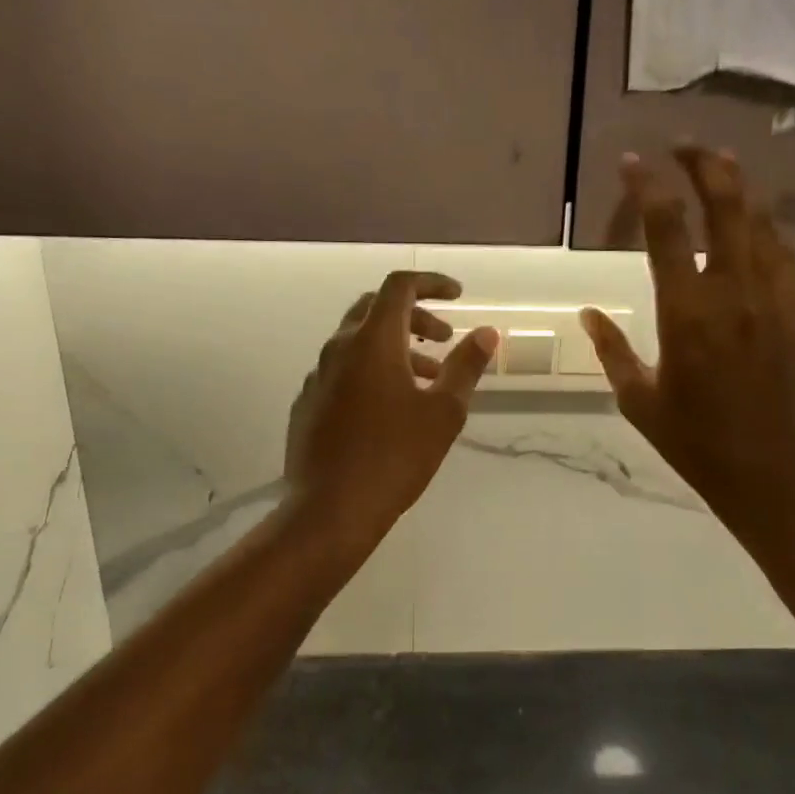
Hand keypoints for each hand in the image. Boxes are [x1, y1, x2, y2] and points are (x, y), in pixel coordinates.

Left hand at [286, 271, 498, 542]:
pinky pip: (343, 370)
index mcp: (372, 341)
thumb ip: (465, 366)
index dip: (431, 283)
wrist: (329, 510)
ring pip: (359, 343)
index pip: (399, 287)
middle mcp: (339, 348)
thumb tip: (487, 332)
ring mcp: (317, 376)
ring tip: (427, 380)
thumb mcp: (443, 412)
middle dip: (414, 316)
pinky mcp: (307, 403)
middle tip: (444, 338)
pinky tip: (389, 408)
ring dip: (395, 348)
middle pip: (375, 309)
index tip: (458, 296)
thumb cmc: (394, 457)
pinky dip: (371, 371)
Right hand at [581, 145, 794, 563]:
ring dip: (739, 186)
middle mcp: (731, 293)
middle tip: (683, 145)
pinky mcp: (793, 311)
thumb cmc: (692, 438)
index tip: (633, 162)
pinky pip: (783, 253)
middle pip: (725, 206)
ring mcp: (770, 299)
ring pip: (760, 222)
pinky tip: (755, 218)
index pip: (666, 229)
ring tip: (720, 163)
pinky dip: (766, 225)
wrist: (765, 468)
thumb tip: (588, 313)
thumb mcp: (637, 398)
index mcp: (686, 312)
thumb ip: (611, 349)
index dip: (648, 187)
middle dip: (704, 165)